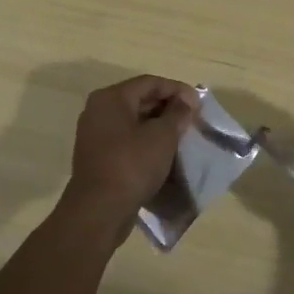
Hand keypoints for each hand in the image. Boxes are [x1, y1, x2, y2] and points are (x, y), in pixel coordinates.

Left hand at [62, 75, 198, 232]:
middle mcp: (99, 110)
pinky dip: (145, 141)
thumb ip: (178, 113)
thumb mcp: (163, 136)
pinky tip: (163, 153)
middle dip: (168, 107)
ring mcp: (95, 135)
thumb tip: (186, 101)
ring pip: (133, 121)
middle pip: (140, 99)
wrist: (99, 211)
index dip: (178, 90)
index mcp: (111, 98)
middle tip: (192, 119)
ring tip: (181, 135)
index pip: (150, 82)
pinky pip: (126, 139)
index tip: (199, 104)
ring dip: (158, 126)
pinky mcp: (97, 157)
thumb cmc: (132, 165)